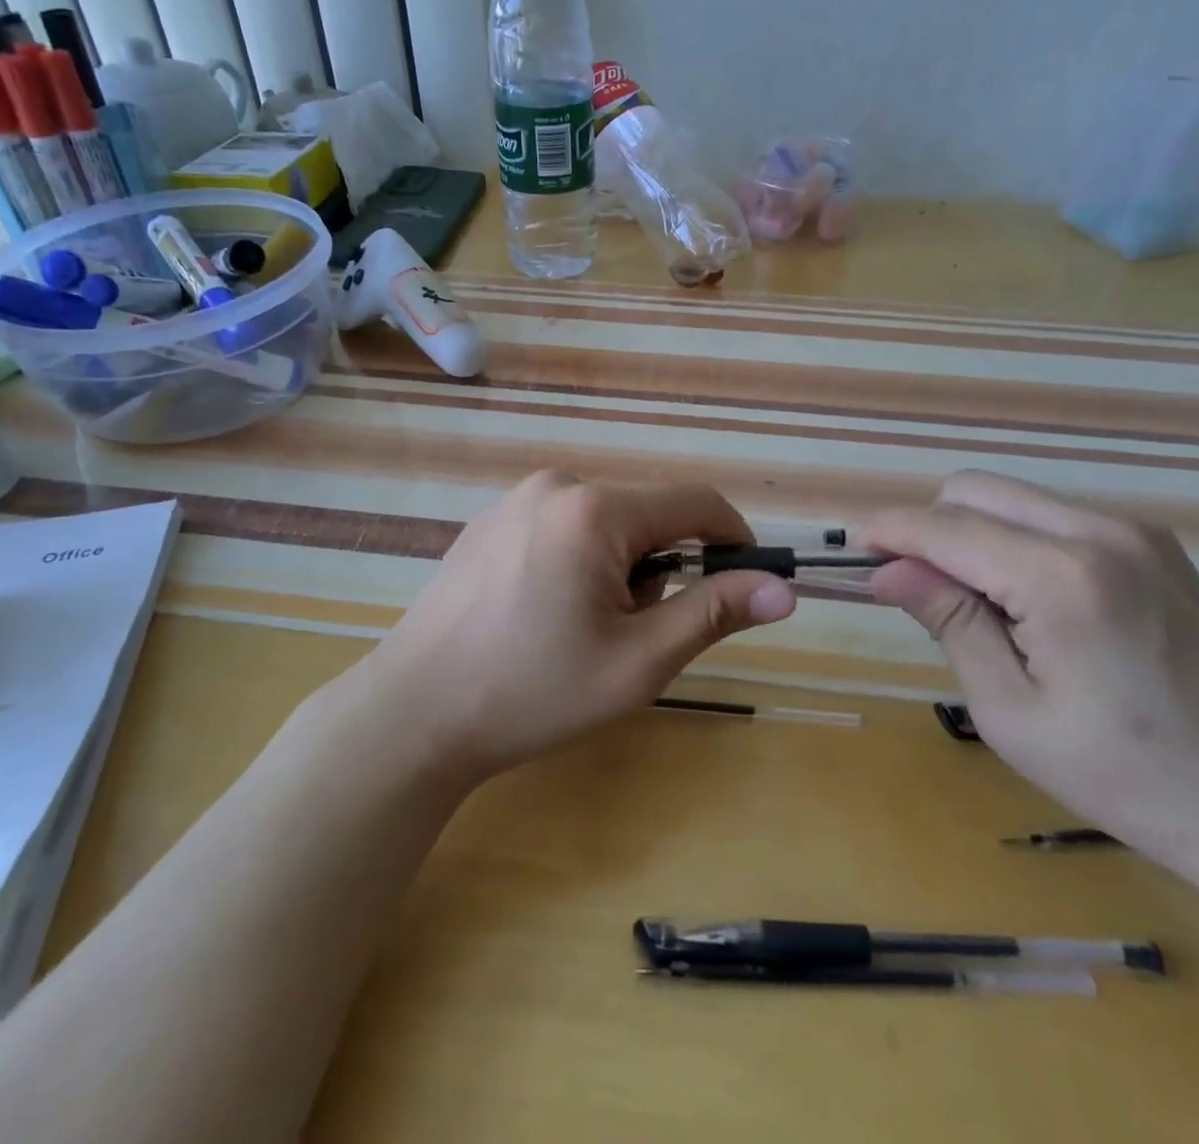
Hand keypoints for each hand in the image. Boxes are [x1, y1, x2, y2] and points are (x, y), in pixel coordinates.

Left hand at [368, 472, 796, 782]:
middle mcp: (556, 486)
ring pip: (604, 522)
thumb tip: (785, 588)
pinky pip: (562, 525)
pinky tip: (541, 612)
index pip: (695, 502)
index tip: (743, 583)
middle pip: (646, 514)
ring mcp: (515, 499)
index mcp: (595, 510)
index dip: (733, 539)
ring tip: (579, 628)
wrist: (414, 713)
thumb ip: (713, 613)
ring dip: (619, 567)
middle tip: (632, 633)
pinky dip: (578, 560)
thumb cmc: (533, 692)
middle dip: (661, 567)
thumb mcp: (638, 661)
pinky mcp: (489, 521)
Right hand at [865, 472, 1198, 894]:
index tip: (856, 554)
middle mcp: (1099, 531)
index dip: (889, 531)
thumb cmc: (1128, 775)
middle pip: (974, 490)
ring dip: (971, 532)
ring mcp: (1134, 530)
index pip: (944, 526)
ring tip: (976, 605)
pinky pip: (1052, 516)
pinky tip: (1029, 602)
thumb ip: (948, 621)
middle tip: (917, 590)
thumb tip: (886, 570)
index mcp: (1062, 577)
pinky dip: (1014, 540)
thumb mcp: (1011, 711)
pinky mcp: (1153, 542)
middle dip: (928, 527)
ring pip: (1012, 496)